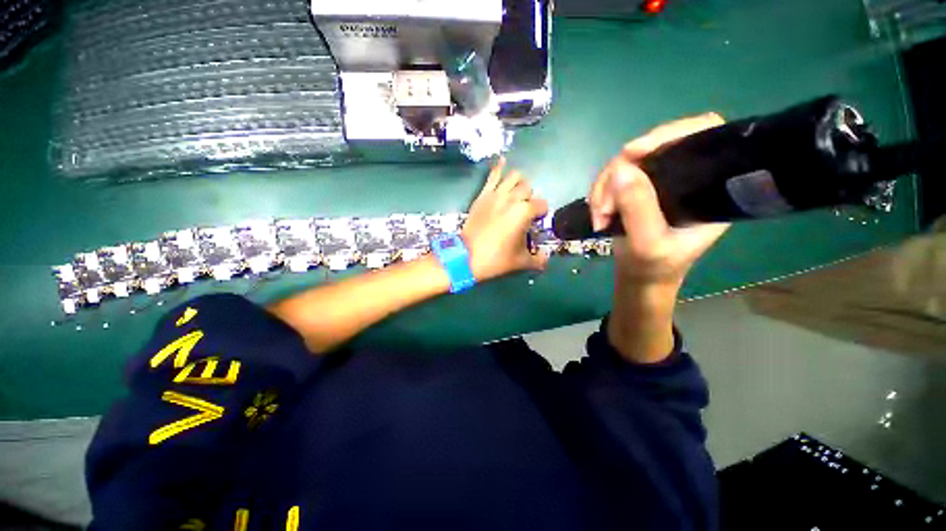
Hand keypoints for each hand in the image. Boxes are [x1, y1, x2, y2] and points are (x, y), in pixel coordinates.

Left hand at [462, 158, 548, 281]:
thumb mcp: (521, 262)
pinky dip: (499, 167)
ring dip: (519, 182)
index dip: (541, 213)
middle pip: (528, 188)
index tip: (536, 222)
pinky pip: (492, 176)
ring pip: (514, 176)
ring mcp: (496, 194)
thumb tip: (546, 259)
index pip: (541, 205)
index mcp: (524, 212)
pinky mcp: (483, 195)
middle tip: (524, 211)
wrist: (467, 256)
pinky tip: (502, 160)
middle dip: (529, 198)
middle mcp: (512, 198)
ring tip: (517, 192)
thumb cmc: (497, 258)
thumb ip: (538, 260)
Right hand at [589, 114, 730, 286]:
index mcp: (708, 186)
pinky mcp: (636, 189)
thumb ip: (639, 210)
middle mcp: (684, 176)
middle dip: (619, 174)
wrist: (639, 276)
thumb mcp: (648, 244)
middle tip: (604, 206)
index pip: (702, 135)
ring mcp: (658, 181)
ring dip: (603, 188)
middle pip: (652, 148)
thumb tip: (621, 169)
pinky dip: (599, 193)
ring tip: (599, 217)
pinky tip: (597, 213)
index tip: (633, 152)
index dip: (670, 133)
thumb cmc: (654, 266)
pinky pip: (613, 177)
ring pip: (625, 164)